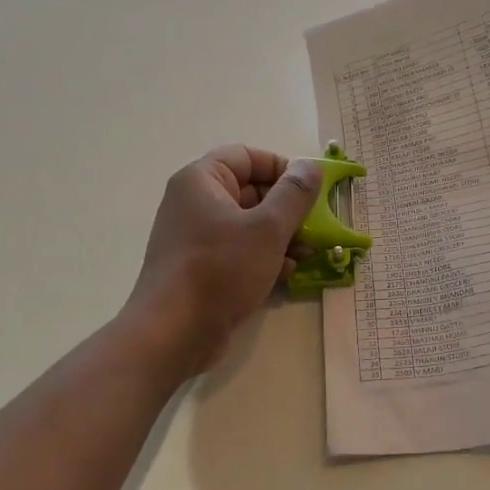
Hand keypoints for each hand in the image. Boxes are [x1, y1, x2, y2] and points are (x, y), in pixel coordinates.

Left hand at [123, 146, 320, 374]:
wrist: (173, 332)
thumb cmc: (220, 269)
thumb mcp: (267, 228)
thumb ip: (294, 194)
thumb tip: (310, 167)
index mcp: (202, 180)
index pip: (247, 157)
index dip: (282, 168)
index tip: (311, 191)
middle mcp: (194, 203)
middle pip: (250, 191)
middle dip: (288, 209)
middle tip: (317, 227)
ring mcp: (196, 238)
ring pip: (248, 225)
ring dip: (281, 236)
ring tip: (308, 254)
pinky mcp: (201, 269)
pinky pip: (238, 252)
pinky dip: (264, 258)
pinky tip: (287, 274)